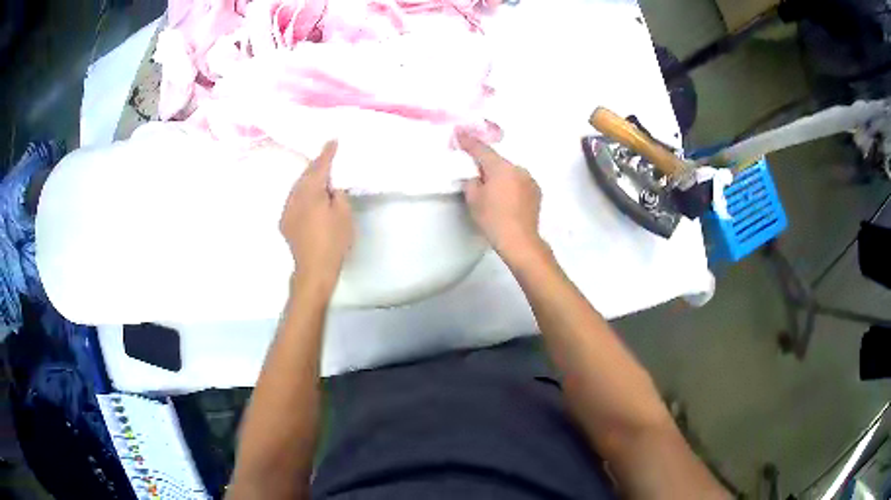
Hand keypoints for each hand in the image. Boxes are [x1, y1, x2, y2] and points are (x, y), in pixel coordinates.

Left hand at [280, 141, 352, 288]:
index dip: (327, 153)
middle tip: (328, 155)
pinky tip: (310, 197)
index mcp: (310, 192)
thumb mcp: (344, 214)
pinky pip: (294, 199)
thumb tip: (332, 185)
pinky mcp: (284, 221)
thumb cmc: (333, 241)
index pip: (320, 167)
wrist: (313, 269)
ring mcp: (287, 209)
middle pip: (306, 175)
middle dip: (316, 165)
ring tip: (320, 175)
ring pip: (298, 187)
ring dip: (308, 179)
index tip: (333, 140)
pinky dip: (302, 193)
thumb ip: (338, 194)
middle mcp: (294, 197)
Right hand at [458, 132, 544, 265]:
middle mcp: (518, 169)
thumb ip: (471, 182)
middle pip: (497, 162)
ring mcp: (530, 180)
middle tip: (476, 174)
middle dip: (487, 165)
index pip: (481, 150)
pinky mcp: (536, 191)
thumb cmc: (493, 219)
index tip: (460, 133)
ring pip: (510, 172)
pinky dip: (512, 186)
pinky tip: (507, 199)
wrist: (519, 240)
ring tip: (494, 192)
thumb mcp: (473, 199)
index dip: (469, 142)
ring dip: (501, 177)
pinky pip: (519, 182)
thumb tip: (476, 177)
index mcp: (500, 167)